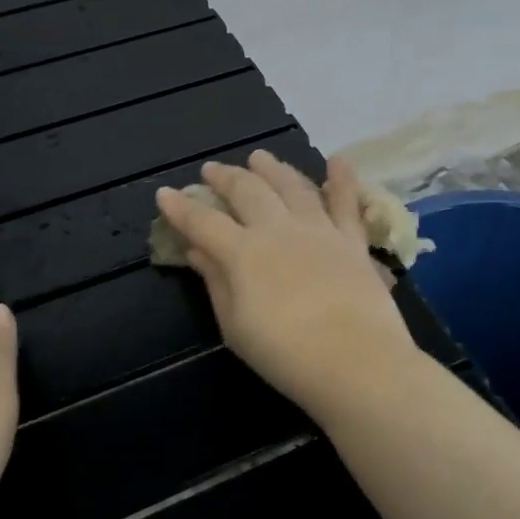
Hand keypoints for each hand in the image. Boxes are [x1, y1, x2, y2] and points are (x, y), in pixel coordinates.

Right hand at [154, 152, 416, 412]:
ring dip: (273, 168)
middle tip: (212, 170)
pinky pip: (347, 203)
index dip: (180, 207)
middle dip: (225, 177)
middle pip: (247, 191)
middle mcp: (278, 229)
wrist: (355, 361)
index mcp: (243, 252)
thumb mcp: (235, 326)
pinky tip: (337, 160)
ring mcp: (319, 230)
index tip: (164, 193)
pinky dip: (342, 179)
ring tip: (260, 157)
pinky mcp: (352, 241)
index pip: (203, 221)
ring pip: (292, 186)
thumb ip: (216, 283)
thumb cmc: (285, 354)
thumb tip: (197, 251)